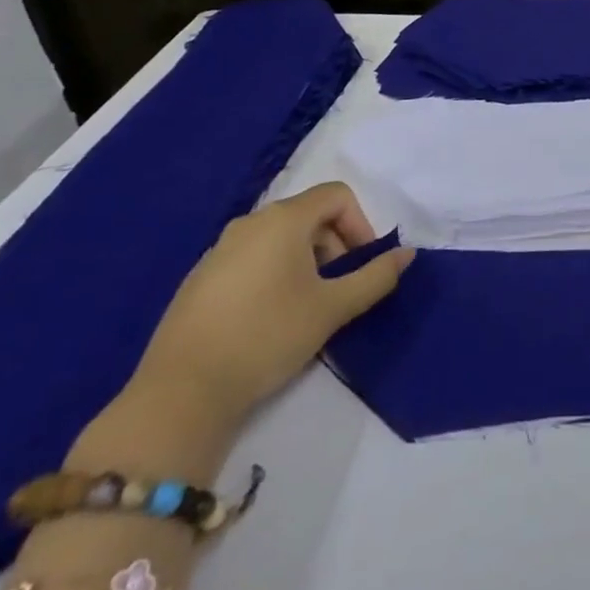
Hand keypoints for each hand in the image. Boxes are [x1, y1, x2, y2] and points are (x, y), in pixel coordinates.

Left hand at [127, 183, 414, 434]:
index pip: (337, 195)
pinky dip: (274, 273)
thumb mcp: (333, 308)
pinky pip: (251, 258)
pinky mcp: (200, 278)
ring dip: (306, 260)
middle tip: (339, 288)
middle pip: (309, 214)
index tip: (361, 265)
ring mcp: (219, 249)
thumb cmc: (268, 336)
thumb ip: (376, 277)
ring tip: (307, 306)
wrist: (181, 393)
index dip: (360, 224)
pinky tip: (269, 318)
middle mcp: (250, 223)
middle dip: (335, 244)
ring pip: (280, 238)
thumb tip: (408, 254)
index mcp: (283, 219)